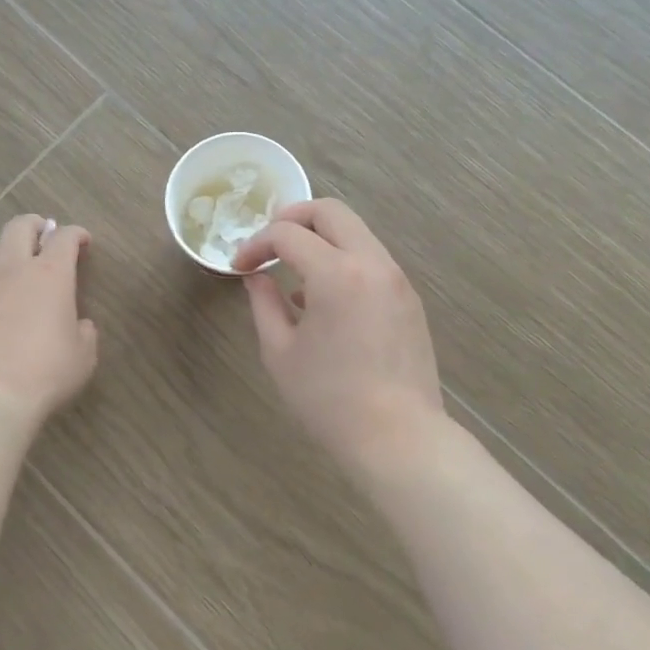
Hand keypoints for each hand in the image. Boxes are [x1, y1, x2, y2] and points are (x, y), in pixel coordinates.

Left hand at [0, 214, 98, 424]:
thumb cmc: (46, 372)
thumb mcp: (83, 355)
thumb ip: (84, 332)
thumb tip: (79, 325)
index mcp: (50, 274)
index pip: (64, 237)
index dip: (76, 234)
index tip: (83, 241)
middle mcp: (13, 269)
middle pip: (19, 227)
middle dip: (35, 225)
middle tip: (44, 233)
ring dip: (6, 250)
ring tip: (14, 264)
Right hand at [232, 199, 444, 465]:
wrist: (399, 438)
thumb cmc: (329, 399)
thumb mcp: (280, 352)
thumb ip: (263, 303)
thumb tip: (256, 277)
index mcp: (337, 274)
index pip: (288, 234)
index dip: (256, 244)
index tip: (240, 266)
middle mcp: (372, 263)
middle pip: (331, 211)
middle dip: (292, 218)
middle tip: (269, 243)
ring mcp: (396, 279)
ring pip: (356, 232)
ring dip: (320, 239)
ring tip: (293, 273)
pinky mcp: (409, 298)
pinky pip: (371, 259)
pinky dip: (343, 260)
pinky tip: (324, 299)